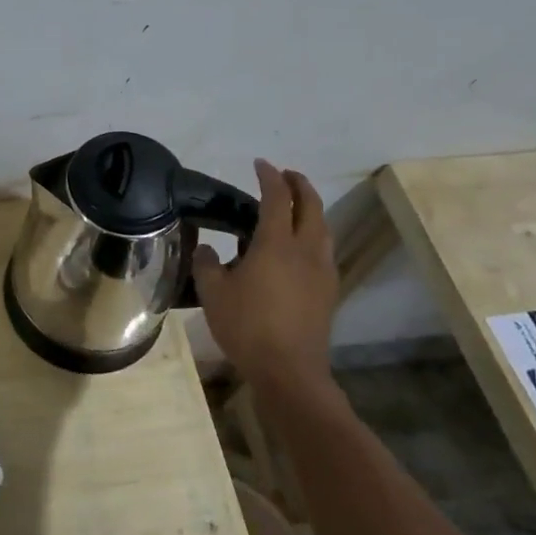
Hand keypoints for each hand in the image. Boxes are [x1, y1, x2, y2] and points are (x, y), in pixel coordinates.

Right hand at [193, 160, 339, 398]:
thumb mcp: (212, 292)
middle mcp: (306, 249)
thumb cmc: (247, 326)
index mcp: (277, 243)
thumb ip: (207, 264)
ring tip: (294, 208)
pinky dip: (313, 234)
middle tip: (284, 176)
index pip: (277, 198)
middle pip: (311, 206)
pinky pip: (323, 249)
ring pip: (323, 227)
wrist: (289, 370)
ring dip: (310, 209)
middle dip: (299, 185)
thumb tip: (207, 248)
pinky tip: (298, 248)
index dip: (269, 177)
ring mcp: (323, 270)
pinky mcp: (329, 290)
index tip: (260, 164)